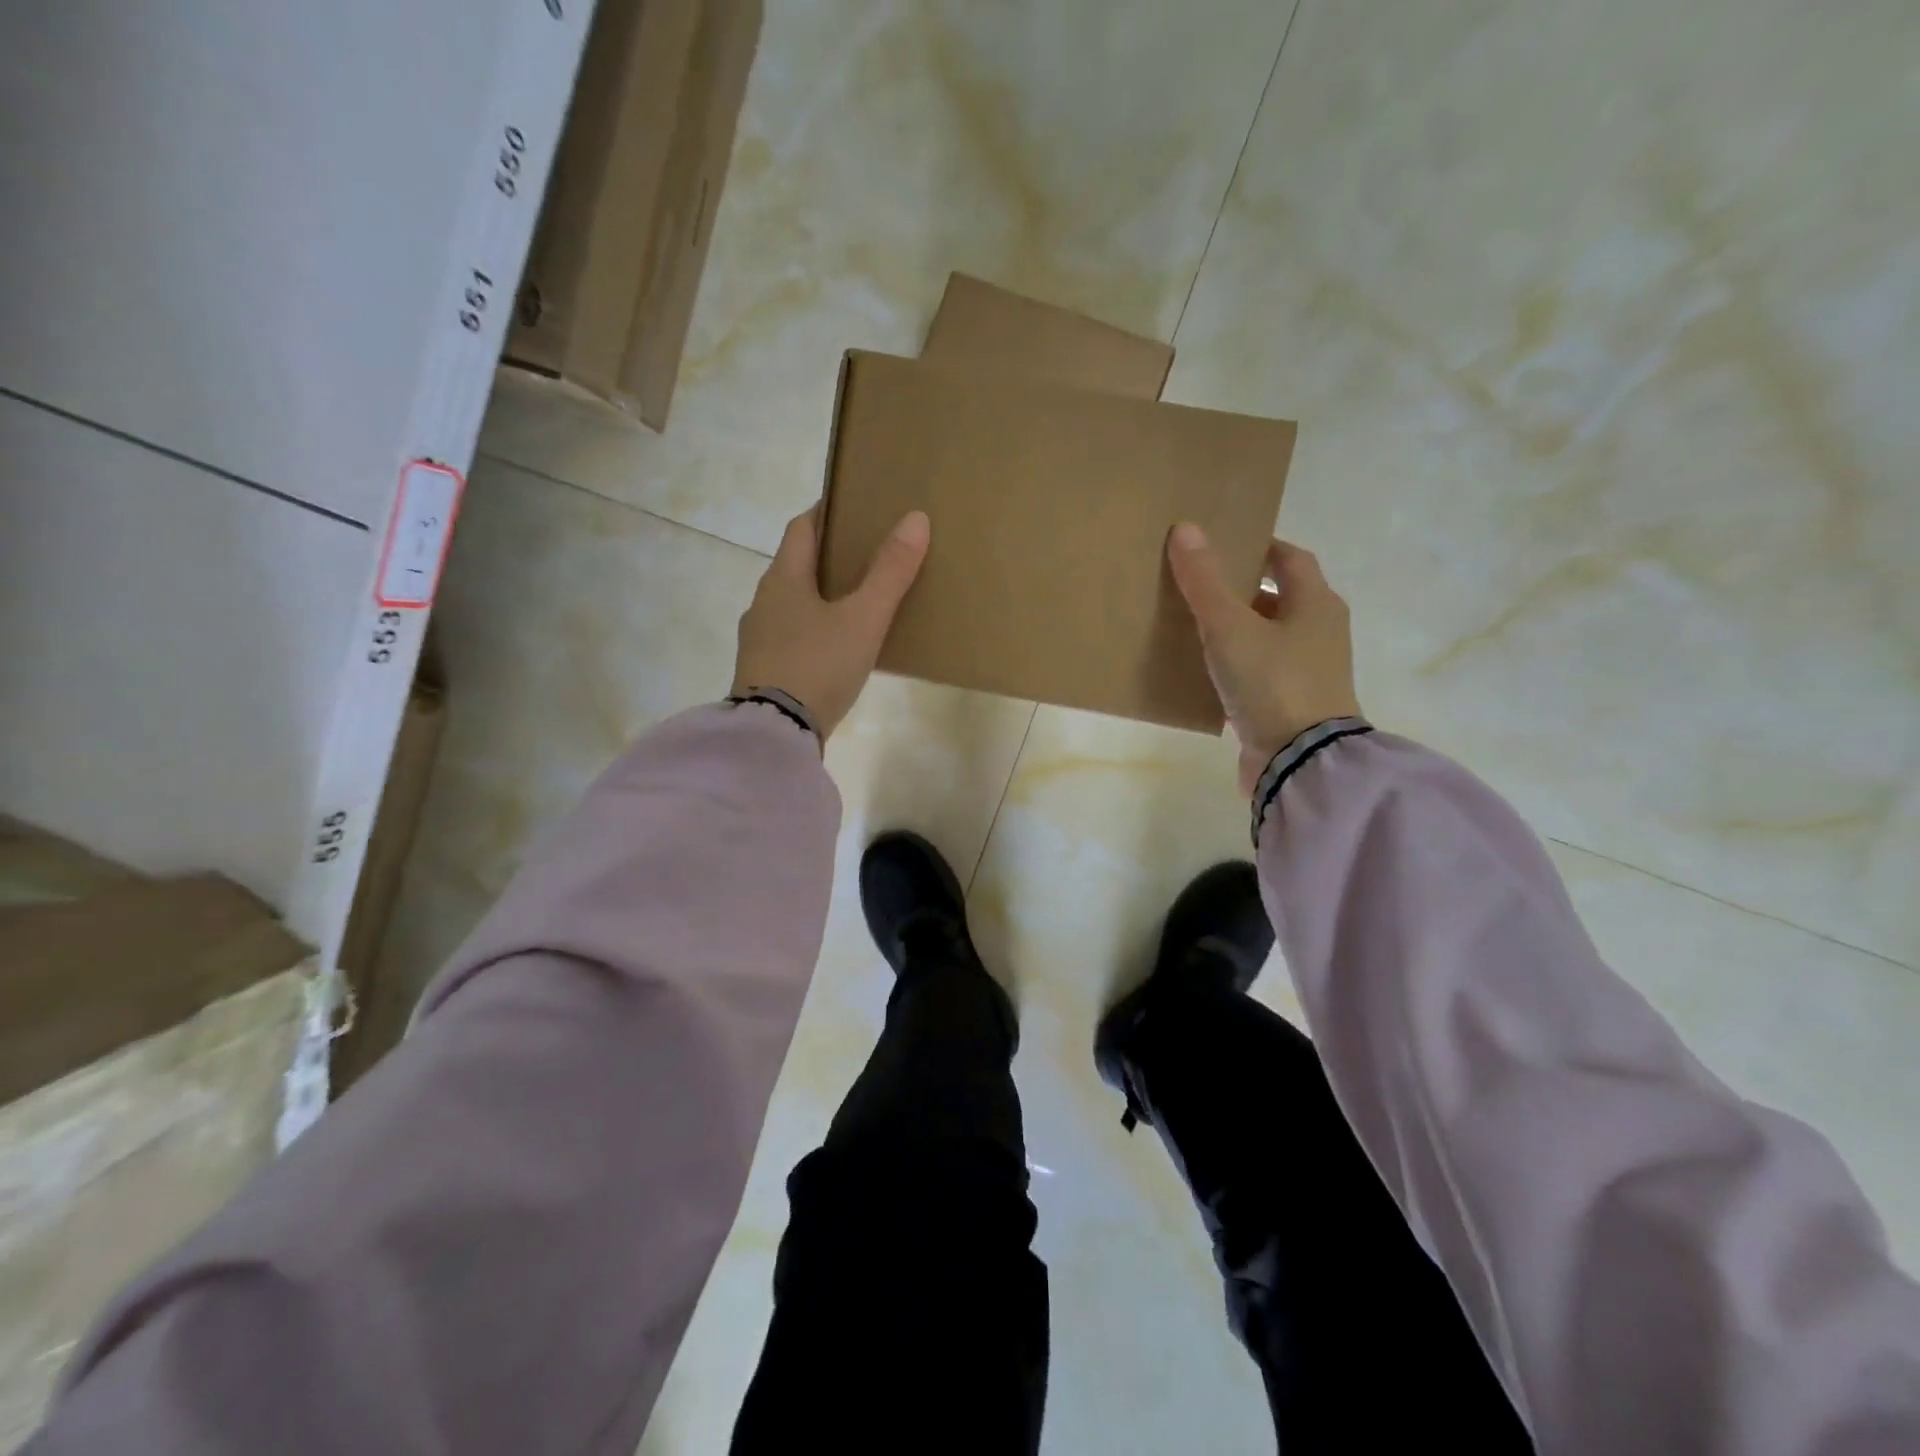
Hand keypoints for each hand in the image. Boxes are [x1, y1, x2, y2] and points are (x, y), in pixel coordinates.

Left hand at [731, 505, 930, 740]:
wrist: (775, 733)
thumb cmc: (818, 665)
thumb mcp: (863, 619)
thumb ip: (889, 572)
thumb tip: (915, 519)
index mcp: (783, 579)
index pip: (802, 528)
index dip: (826, 512)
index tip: (853, 506)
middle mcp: (763, 602)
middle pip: (796, 565)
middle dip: (828, 557)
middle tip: (866, 555)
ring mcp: (759, 639)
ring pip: (792, 604)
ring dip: (820, 597)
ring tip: (857, 604)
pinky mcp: (763, 671)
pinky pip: (792, 637)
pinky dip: (814, 631)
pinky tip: (836, 649)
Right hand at [1166, 523, 1362, 794]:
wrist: (1300, 763)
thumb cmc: (1272, 682)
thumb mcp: (1231, 628)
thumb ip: (1206, 582)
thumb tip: (1186, 528)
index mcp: (1316, 605)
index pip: (1290, 559)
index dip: (1258, 547)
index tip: (1221, 546)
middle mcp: (1320, 634)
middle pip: (1279, 599)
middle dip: (1240, 591)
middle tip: (1197, 586)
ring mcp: (1309, 673)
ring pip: (1268, 639)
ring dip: (1237, 632)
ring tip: (1193, 628)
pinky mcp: (1292, 706)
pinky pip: (1260, 675)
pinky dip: (1236, 668)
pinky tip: (1204, 674)